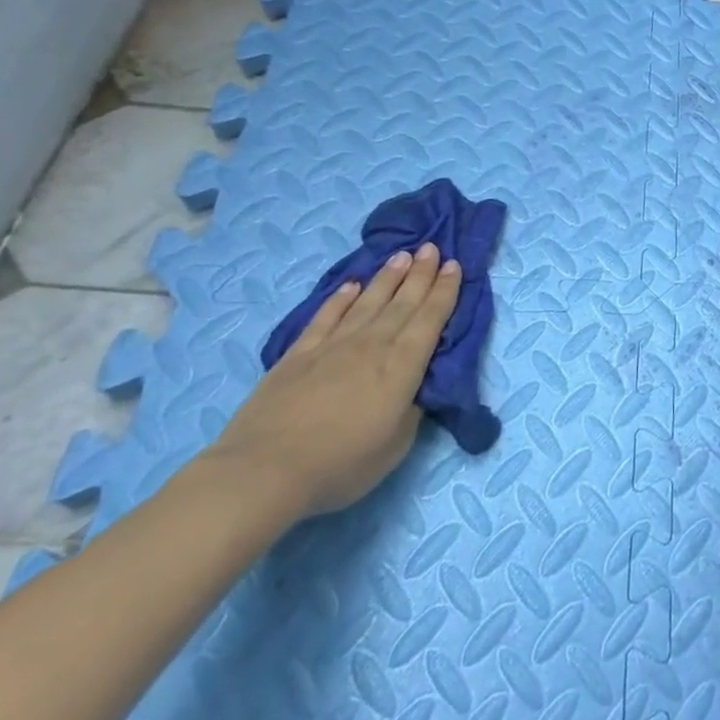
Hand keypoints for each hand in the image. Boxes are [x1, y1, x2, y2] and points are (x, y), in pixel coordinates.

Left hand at [209, 243, 461, 519]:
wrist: (264, 471)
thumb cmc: (342, 463)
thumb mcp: (397, 443)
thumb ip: (411, 409)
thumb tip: (414, 389)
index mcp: (403, 365)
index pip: (431, 319)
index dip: (445, 291)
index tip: (455, 265)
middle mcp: (372, 345)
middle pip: (402, 302)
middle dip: (421, 274)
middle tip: (432, 247)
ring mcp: (332, 347)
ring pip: (367, 302)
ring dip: (387, 278)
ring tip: (402, 256)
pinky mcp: (297, 356)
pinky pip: (325, 317)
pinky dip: (341, 298)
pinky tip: (351, 285)